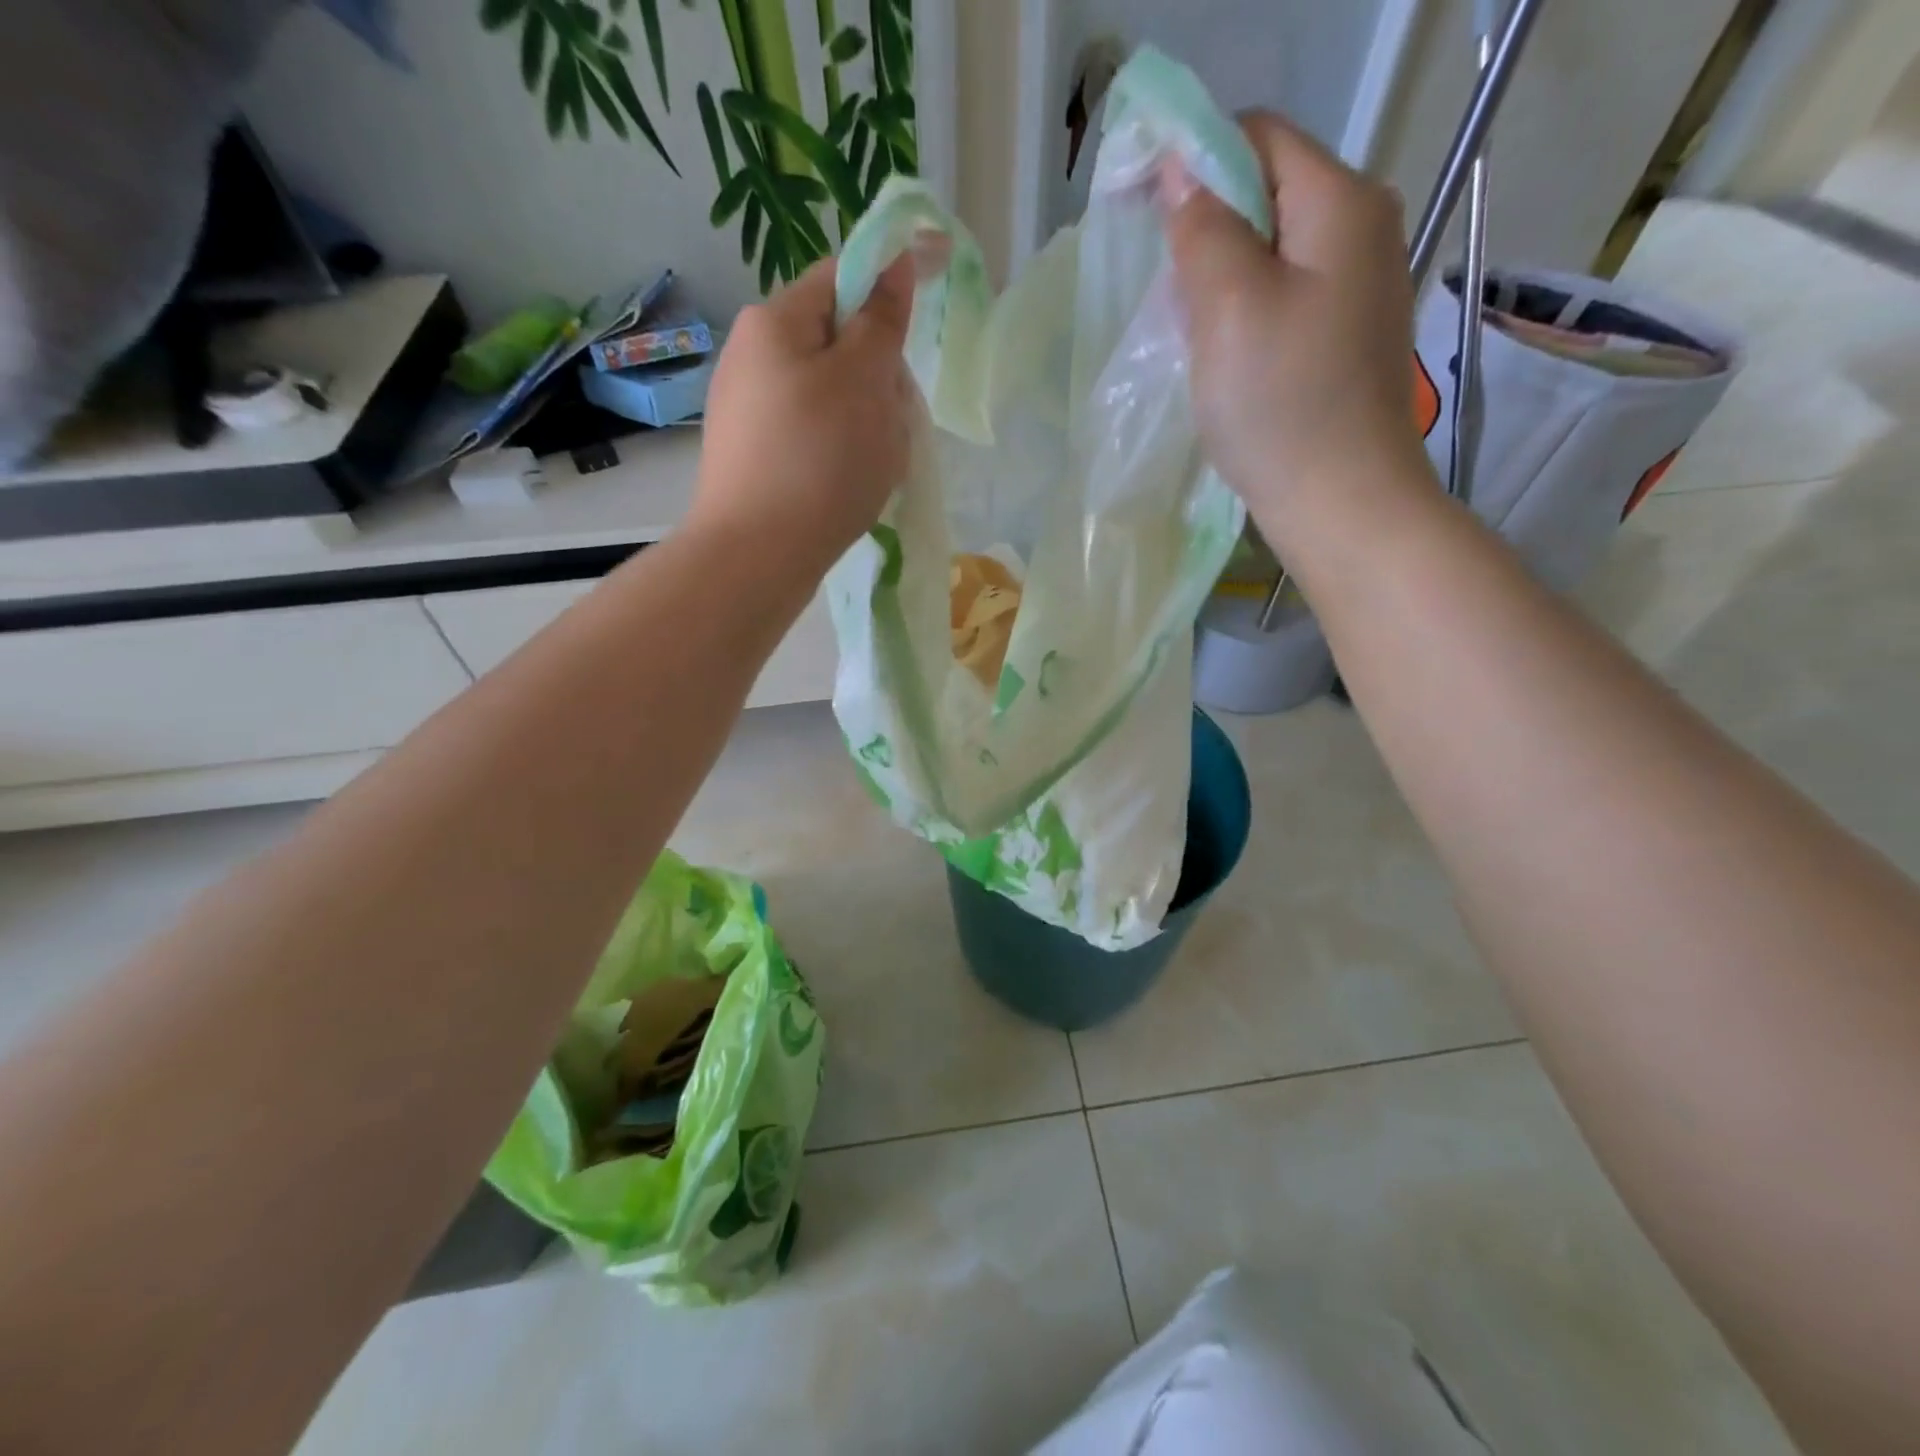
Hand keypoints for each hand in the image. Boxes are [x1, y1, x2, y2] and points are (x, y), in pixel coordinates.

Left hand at [690, 256, 916, 573]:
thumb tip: (894, 263)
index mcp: (776, 321)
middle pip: (838, 343)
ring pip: (830, 397)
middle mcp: (752, 355)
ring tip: (873, 465)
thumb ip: (883, 319)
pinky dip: (839, 452)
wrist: (756, 556)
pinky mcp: (753, 456)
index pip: (844, 276)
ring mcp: (748, 409)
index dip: (892, 280)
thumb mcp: (865, 381)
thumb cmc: (819, 461)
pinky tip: (844, 487)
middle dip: (878, 374)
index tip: (935, 293)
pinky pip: (811, 436)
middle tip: (895, 418)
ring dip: (864, 419)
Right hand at [1161, 113, 1433, 548]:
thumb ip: (1203, 227)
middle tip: (1168, 293)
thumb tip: (1182, 169)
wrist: (1341, 502)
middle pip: (1266, 194)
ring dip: (1219, 280)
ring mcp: (1358, 288)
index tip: (1140, 211)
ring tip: (1190, 334)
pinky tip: (1222, 359)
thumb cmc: (1281, 404)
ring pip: (1269, 253)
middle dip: (1205, 229)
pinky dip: (1242, 315)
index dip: (1194, 159)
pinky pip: (1281, 300)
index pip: (1258, 136)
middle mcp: (1362, 230)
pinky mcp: (1344, 338)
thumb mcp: (1229, 306)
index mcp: (1341, 204)